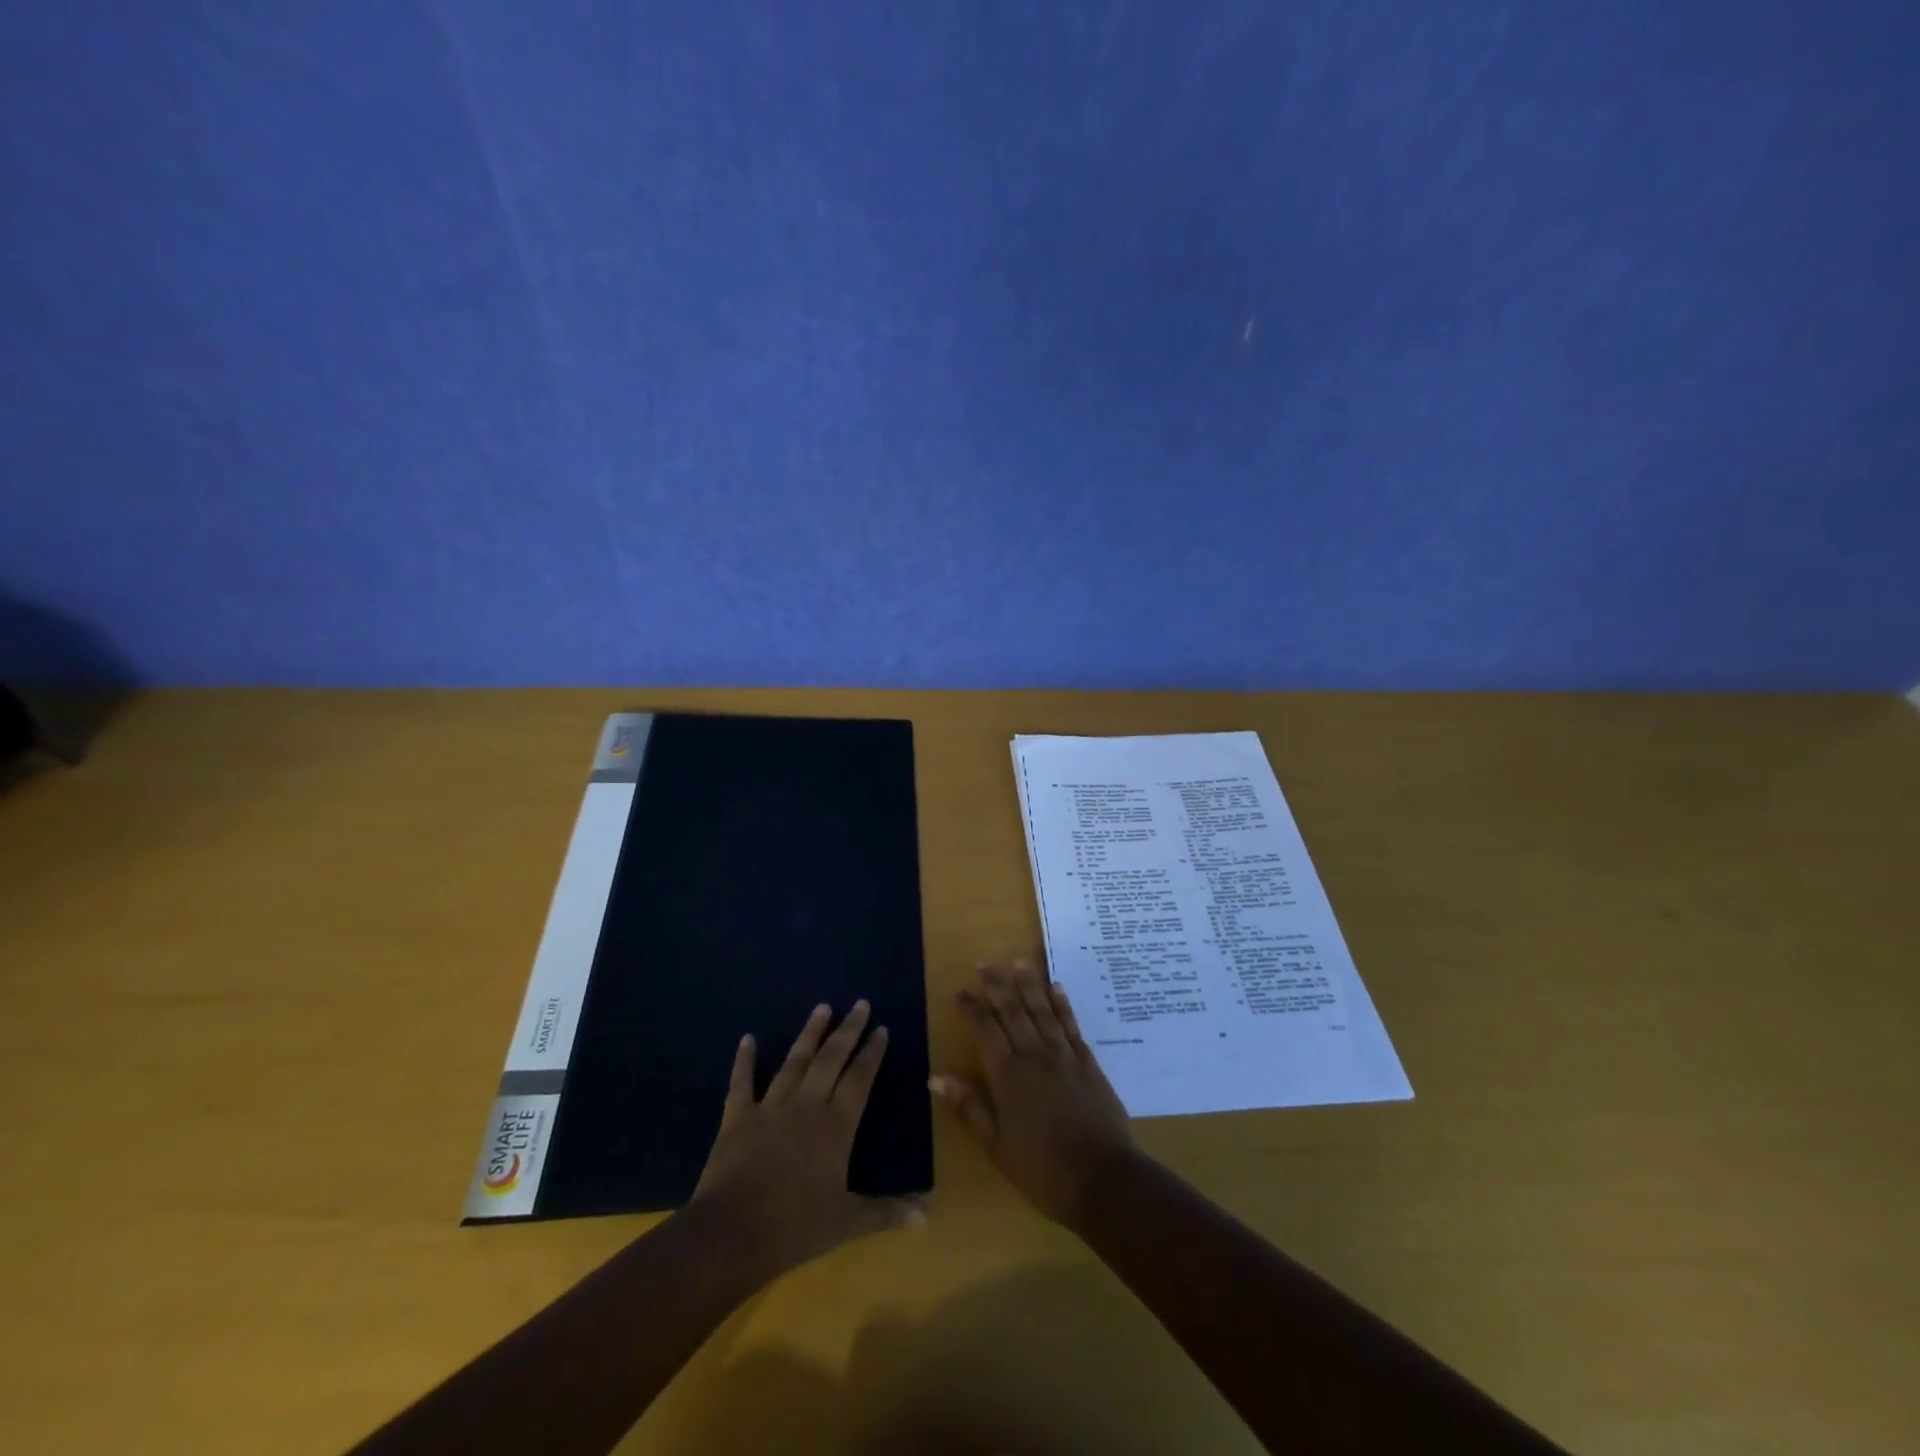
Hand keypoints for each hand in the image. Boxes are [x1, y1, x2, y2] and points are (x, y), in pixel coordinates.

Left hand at [690, 1000, 922, 1278]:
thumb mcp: (847, 1222)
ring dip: (809, 1033)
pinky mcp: (737, 1118)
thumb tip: (927, 1214)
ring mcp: (770, 1107)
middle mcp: (807, 1105)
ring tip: (822, 1007)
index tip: (882, 1028)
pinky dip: (744, 1060)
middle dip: (848, 1030)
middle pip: (831, 1058)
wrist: (732, 1234)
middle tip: (860, 1004)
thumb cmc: (795, 1227)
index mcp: (836, 1125)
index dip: (872, 1053)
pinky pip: (742, 1082)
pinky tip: (747, 1039)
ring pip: (795, 1061)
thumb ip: (886, 1212)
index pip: (860, 1078)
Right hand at [932, 961, 1137, 1230]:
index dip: (972, 1009)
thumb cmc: (1043, 1170)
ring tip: (1017, 962)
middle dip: (997, 985)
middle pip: (1013, 1011)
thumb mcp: (997, 1145)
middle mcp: (1035, 1056)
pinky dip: (1062, 1004)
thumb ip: (970, 1107)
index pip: (985, 1031)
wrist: (1103, 1179)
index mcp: (1008, 1076)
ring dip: (1029, 984)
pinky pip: (1071, 1025)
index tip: (960, 992)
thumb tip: (936, 1077)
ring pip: (1042, 1010)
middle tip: (984, 964)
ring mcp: (1064, 1056)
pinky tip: (1056, 987)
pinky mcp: (1088, 1062)